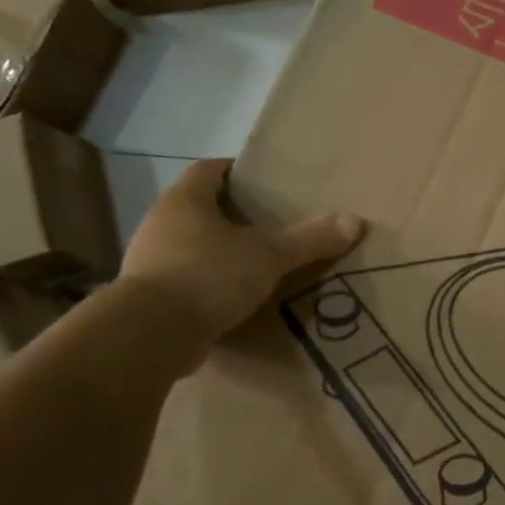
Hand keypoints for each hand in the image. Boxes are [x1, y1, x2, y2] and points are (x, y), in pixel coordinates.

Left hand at [118, 159, 361, 364]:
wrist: (150, 334)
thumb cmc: (208, 275)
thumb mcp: (269, 255)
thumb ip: (310, 240)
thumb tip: (355, 222)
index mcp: (185, 201)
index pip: (208, 169)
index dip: (234, 170)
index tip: (262, 179)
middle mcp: (161, 224)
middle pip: (198, 209)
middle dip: (231, 215)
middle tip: (268, 224)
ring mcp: (149, 263)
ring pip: (190, 247)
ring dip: (217, 253)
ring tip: (255, 264)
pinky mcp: (149, 300)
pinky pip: (185, 282)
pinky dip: (207, 286)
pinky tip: (232, 300)